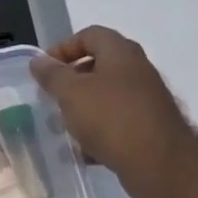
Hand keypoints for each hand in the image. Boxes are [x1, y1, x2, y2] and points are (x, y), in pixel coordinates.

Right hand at [29, 27, 197, 197]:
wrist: (159, 163)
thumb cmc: (111, 118)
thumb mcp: (71, 93)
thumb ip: (52, 75)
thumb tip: (39, 61)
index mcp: (121, 53)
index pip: (90, 35)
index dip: (63, 47)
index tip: (44, 70)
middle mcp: (137, 71)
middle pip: (99, 65)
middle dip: (71, 81)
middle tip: (51, 97)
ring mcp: (146, 99)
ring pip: (106, 96)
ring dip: (82, 108)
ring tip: (63, 126)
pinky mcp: (149, 126)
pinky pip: (116, 121)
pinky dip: (98, 131)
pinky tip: (84, 150)